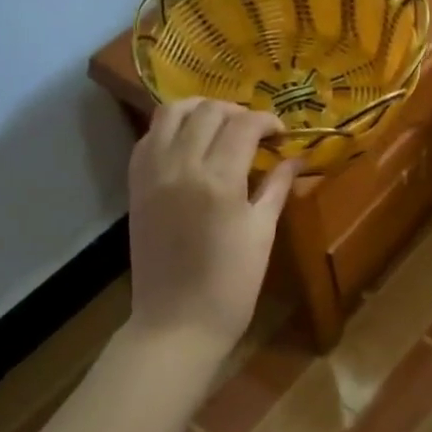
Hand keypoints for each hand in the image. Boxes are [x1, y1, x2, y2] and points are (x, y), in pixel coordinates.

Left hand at [126, 98, 297, 369]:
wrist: (176, 323)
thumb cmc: (231, 285)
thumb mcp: (261, 233)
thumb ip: (276, 187)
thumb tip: (296, 158)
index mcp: (219, 180)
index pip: (244, 125)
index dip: (267, 121)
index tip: (282, 134)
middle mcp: (181, 166)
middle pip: (209, 111)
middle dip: (238, 112)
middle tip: (256, 131)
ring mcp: (152, 174)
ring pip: (171, 113)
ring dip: (200, 109)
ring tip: (221, 124)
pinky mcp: (135, 186)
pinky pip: (149, 137)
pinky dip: (171, 128)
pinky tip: (190, 142)